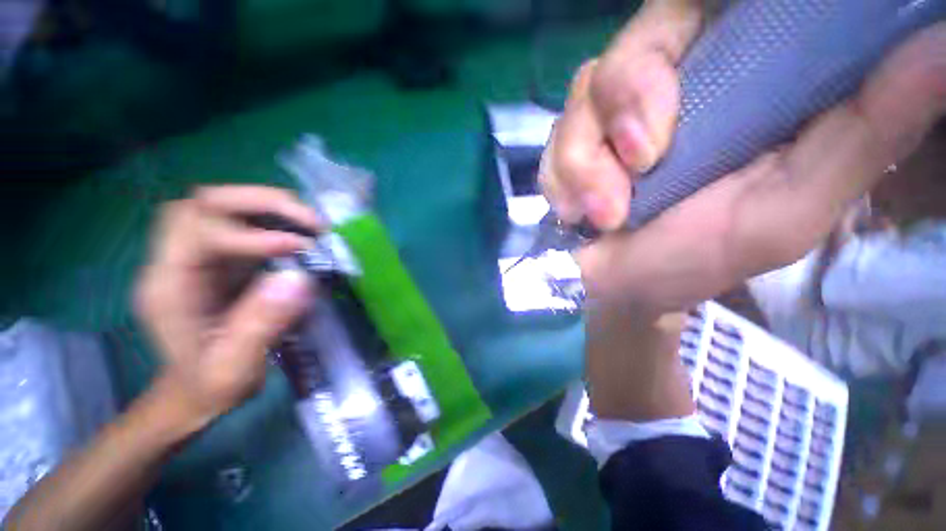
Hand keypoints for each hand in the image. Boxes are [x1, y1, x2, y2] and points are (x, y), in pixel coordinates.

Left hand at [135, 186, 318, 432]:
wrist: (193, 391)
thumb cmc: (210, 386)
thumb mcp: (235, 368)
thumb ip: (261, 325)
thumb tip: (300, 279)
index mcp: (168, 287)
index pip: (198, 232)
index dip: (251, 234)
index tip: (299, 248)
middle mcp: (175, 261)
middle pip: (204, 203)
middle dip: (262, 202)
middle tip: (312, 222)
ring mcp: (196, 256)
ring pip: (223, 205)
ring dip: (271, 206)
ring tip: (312, 224)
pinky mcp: (219, 258)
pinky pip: (241, 222)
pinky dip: (274, 219)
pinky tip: (300, 233)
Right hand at [541, 1, 945, 317]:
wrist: (624, 286)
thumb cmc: (694, 259)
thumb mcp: (787, 210)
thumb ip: (863, 136)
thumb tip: (937, 47)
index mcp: (735, 80)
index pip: (707, 4)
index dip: (703, 8)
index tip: (699, 56)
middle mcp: (666, 84)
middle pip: (633, 44)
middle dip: (627, 101)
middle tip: (641, 163)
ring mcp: (606, 117)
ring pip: (583, 96)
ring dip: (586, 161)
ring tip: (604, 214)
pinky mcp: (567, 147)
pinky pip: (554, 143)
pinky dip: (561, 179)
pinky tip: (576, 212)